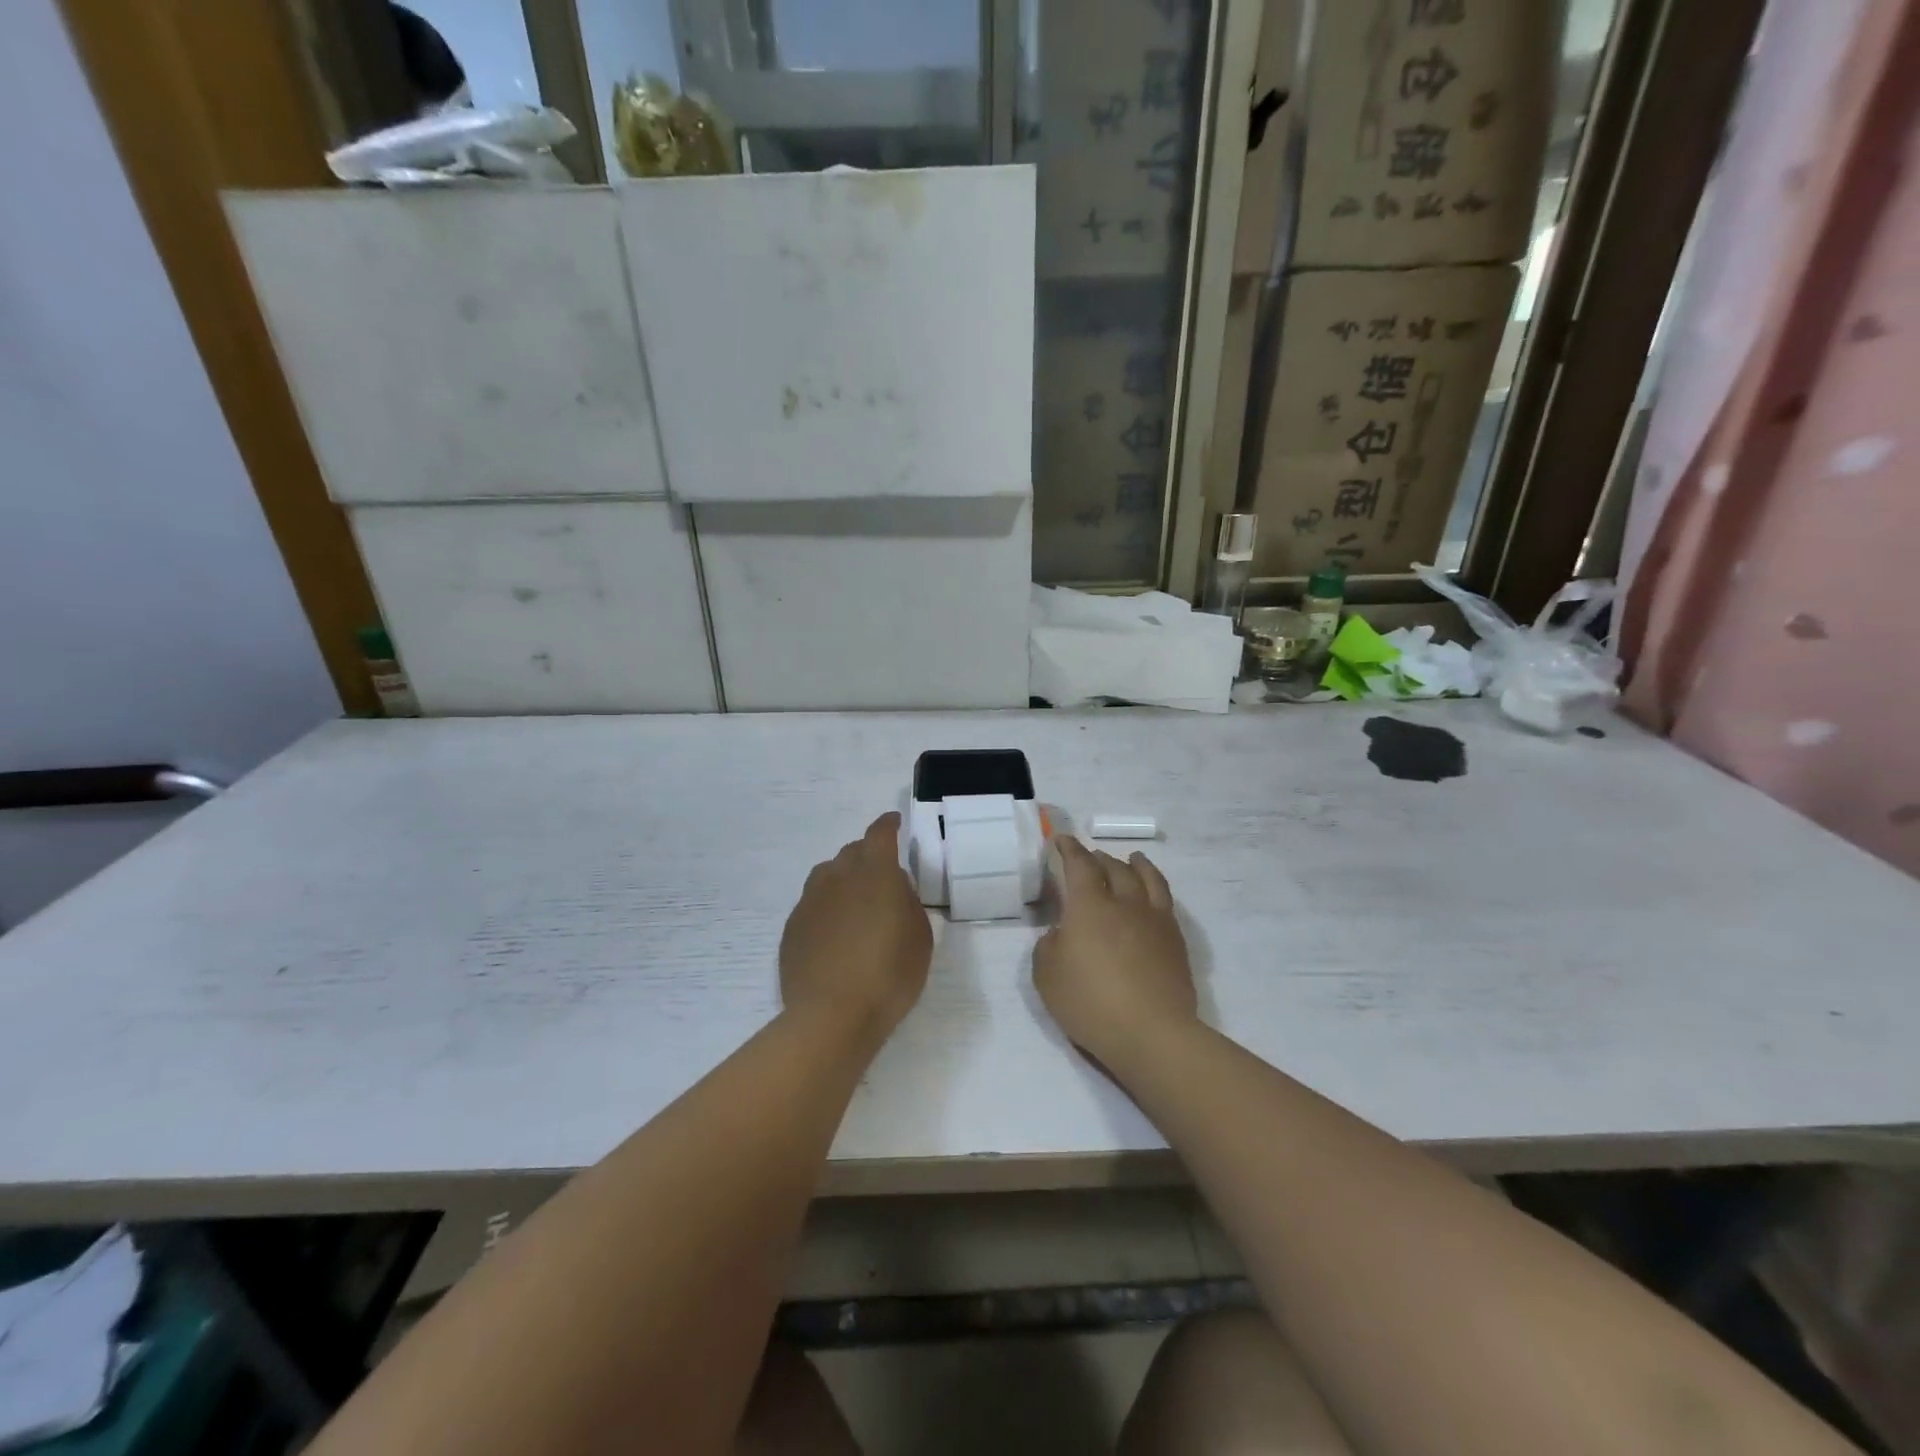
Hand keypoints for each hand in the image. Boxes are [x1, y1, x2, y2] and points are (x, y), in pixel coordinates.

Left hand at [780, 812, 931, 1044]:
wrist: (832, 1016)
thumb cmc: (889, 974)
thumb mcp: (919, 937)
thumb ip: (907, 903)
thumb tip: (893, 889)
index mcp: (875, 873)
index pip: (880, 834)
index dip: (888, 825)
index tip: (895, 823)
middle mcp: (838, 877)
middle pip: (852, 851)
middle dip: (867, 854)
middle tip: (881, 874)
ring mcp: (810, 901)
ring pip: (827, 874)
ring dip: (843, 878)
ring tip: (855, 901)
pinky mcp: (792, 927)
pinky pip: (812, 904)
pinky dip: (826, 907)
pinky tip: (834, 932)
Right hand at [1033, 836, 1196, 1072]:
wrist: (1152, 1033)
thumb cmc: (1090, 1003)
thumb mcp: (1047, 976)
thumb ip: (1049, 946)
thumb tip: (1061, 933)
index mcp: (1089, 906)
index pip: (1079, 865)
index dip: (1070, 849)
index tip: (1062, 840)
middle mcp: (1124, 903)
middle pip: (1114, 868)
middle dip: (1099, 858)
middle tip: (1091, 856)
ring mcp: (1154, 920)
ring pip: (1147, 879)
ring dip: (1136, 865)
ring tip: (1133, 859)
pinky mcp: (1175, 940)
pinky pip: (1166, 901)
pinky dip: (1156, 887)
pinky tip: (1153, 896)